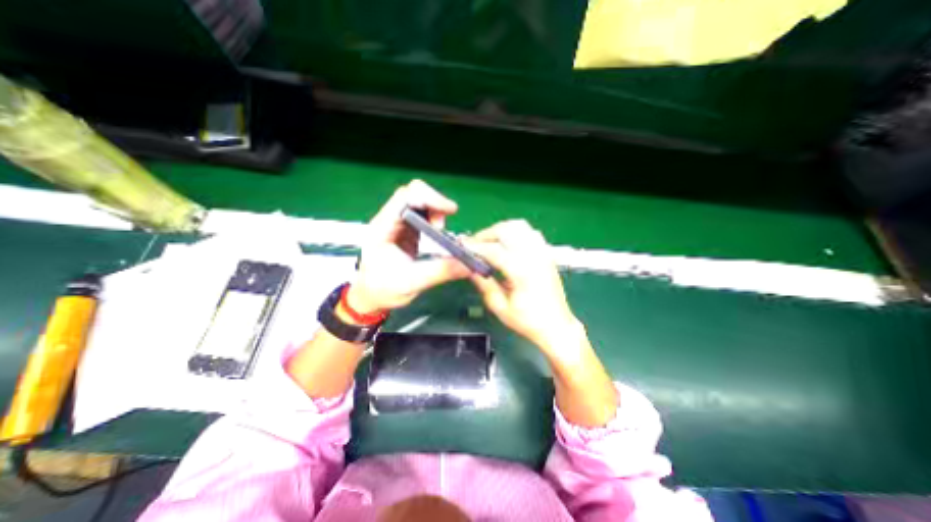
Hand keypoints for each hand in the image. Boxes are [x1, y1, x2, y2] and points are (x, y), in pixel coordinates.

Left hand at [345, 180, 469, 313]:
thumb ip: (439, 272)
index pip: (405, 196)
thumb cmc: (382, 289)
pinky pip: (423, 216)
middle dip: (435, 205)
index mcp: (383, 228)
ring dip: (436, 213)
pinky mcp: (406, 231)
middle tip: (443, 227)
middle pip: (414, 194)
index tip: (450, 211)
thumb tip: (468, 265)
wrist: (371, 296)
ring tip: (440, 233)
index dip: (430, 198)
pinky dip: (435, 221)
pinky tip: (437, 235)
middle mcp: (389, 220)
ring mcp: (398, 224)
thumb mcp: (411, 283)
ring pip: (420, 203)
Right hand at [459, 219, 579, 358]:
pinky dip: (515, 232)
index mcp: (522, 272)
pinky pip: (530, 232)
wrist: (556, 326)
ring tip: (489, 242)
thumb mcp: (500, 308)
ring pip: (519, 226)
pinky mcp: (546, 254)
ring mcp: (542, 253)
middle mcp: (534, 257)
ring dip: (500, 230)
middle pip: (507, 230)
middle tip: (474, 245)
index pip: (494, 250)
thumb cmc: (528, 321)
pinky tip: (507, 243)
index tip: (462, 247)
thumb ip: (484, 285)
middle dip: (486, 234)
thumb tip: (470, 269)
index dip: (475, 247)